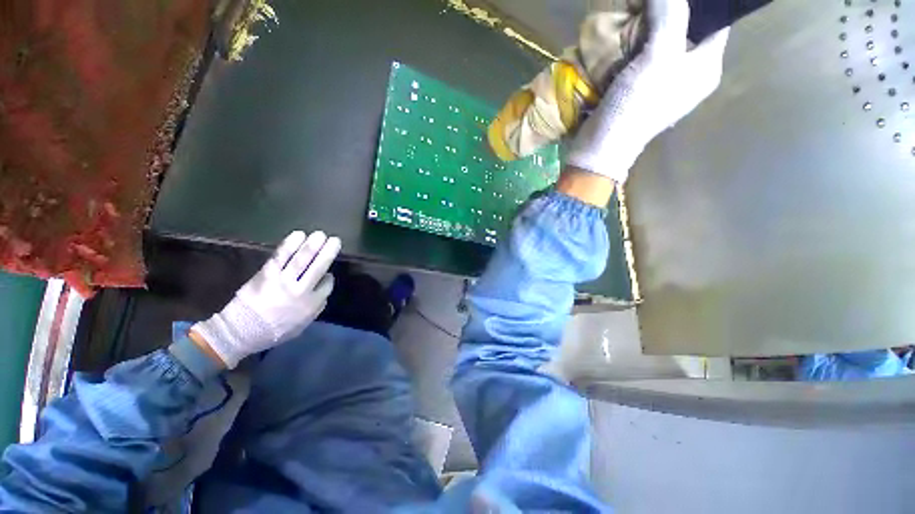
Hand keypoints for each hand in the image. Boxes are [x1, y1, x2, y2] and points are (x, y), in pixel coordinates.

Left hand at [192, 231, 340, 368]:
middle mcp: (300, 290)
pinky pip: (281, 256)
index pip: (327, 284)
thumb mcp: (303, 324)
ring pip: (301, 259)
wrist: (241, 331)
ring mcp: (282, 280)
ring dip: (312, 245)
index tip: (327, 274)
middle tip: (335, 239)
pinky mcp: (266, 274)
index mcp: (311, 304)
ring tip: (320, 234)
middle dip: (328, 252)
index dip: (329, 277)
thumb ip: (317, 305)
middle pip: (318, 267)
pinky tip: (298, 235)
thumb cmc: (275, 330)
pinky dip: (290, 245)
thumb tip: (325, 282)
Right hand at [567, 0, 729, 183]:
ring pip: (661, 42)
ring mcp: (663, 83)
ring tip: (629, 19)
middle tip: (643, 6)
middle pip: (685, 29)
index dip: (695, 3)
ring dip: (644, 29)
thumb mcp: (659, 56)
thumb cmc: (636, 106)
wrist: (601, 146)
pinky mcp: (640, 91)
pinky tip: (621, 41)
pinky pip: (642, 58)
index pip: (714, 20)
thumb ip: (670, 14)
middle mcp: (689, 74)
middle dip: (664, 13)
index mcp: (706, 67)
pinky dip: (632, 46)